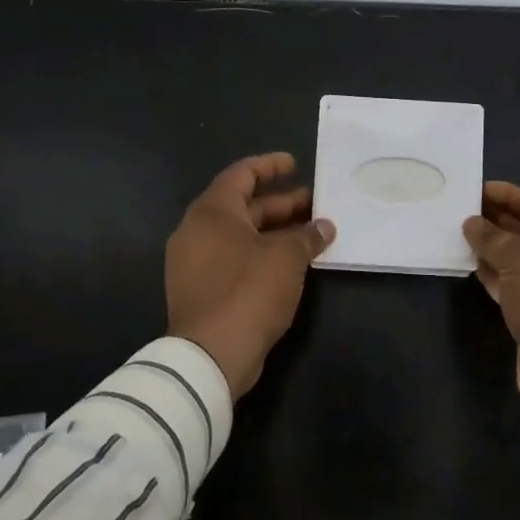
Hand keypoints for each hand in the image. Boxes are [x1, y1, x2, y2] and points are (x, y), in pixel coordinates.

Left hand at [166, 153, 335, 397]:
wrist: (210, 355)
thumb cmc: (248, 291)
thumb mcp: (287, 258)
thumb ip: (307, 237)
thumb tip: (324, 226)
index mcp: (212, 212)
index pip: (241, 174)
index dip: (270, 166)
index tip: (295, 164)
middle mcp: (196, 231)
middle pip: (242, 206)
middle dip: (280, 204)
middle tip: (314, 203)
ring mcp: (194, 263)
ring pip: (239, 235)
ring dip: (274, 232)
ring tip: (310, 234)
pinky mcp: (200, 290)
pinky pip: (233, 259)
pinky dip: (260, 254)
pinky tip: (290, 264)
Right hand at [463, 181, 519, 427]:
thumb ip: (494, 237)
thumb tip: (471, 223)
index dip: (512, 195)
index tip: (479, 189)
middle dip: (499, 220)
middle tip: (464, 209)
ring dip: (493, 247)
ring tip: (460, 232)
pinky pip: (514, 283)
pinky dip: (494, 273)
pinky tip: (469, 262)